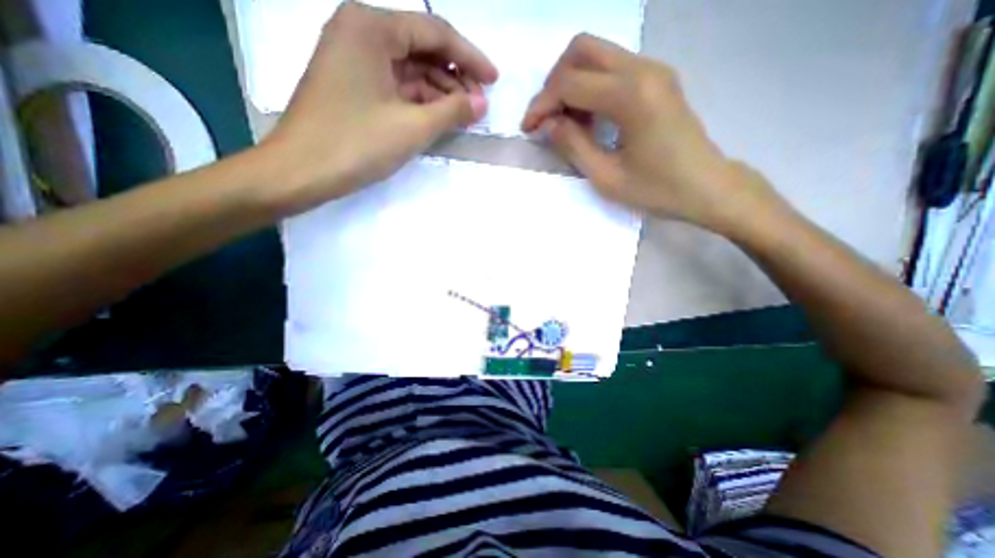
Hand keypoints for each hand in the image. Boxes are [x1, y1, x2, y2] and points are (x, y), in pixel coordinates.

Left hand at [256, 1, 495, 216]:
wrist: (301, 171)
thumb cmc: (357, 144)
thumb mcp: (413, 127)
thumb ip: (452, 110)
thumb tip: (481, 102)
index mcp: (372, 27)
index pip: (435, 33)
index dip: (470, 58)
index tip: (494, 81)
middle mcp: (361, 32)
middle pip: (422, 50)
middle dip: (455, 78)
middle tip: (479, 106)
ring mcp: (355, 60)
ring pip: (411, 71)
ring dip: (440, 93)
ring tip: (463, 117)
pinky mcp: (353, 86)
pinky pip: (397, 87)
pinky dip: (420, 102)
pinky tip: (438, 118)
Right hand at [521, 32, 784, 234]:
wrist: (707, 187)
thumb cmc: (657, 190)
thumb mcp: (606, 177)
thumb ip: (572, 146)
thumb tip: (547, 124)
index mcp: (631, 95)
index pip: (569, 82)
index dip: (541, 104)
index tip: (529, 129)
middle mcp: (643, 69)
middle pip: (581, 50)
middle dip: (554, 83)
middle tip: (547, 119)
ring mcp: (653, 69)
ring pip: (597, 55)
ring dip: (571, 84)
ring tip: (566, 124)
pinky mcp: (657, 78)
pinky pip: (612, 68)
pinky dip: (590, 87)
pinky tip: (588, 119)